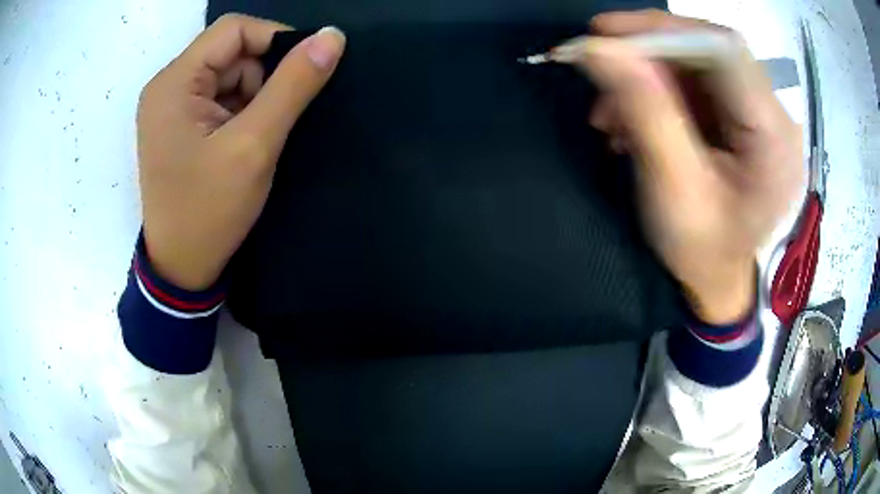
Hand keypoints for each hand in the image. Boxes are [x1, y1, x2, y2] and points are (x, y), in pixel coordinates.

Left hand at [137, 15, 345, 289]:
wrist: (182, 268)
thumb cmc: (209, 211)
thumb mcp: (254, 145)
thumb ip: (294, 85)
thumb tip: (332, 36)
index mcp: (174, 82)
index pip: (233, 30)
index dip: (274, 40)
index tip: (303, 72)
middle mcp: (167, 86)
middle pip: (230, 51)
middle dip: (261, 78)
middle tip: (269, 123)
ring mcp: (170, 106)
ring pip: (228, 74)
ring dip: (253, 98)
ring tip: (254, 139)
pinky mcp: (178, 124)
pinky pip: (219, 97)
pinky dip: (240, 112)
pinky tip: (241, 143)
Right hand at [576, 10, 802, 323]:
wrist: (715, 280)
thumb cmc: (702, 252)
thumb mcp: (673, 190)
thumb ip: (645, 113)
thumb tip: (599, 48)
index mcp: (775, 138)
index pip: (725, 51)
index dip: (665, 29)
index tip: (605, 33)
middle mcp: (774, 115)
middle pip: (709, 51)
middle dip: (648, 52)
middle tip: (600, 66)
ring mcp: (757, 114)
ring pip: (695, 63)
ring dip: (646, 75)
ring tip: (612, 113)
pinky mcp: (739, 117)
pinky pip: (693, 82)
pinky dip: (655, 90)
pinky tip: (631, 118)